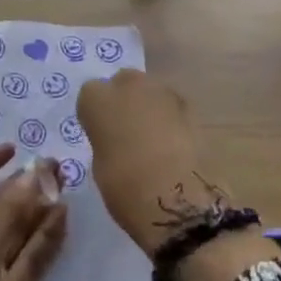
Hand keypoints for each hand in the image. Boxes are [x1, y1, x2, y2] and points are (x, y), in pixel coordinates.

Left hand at [0, 144, 67, 280]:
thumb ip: (7, 209)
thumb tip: (33, 171)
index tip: (13, 151)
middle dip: (22, 185)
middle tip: (56, 167)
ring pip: (16, 230)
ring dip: (38, 208)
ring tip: (66, 186)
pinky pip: (29, 258)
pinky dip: (46, 238)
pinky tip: (65, 218)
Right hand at [76, 69, 276, 280]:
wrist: (177, 197)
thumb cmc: (125, 187)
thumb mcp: (100, 164)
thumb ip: (106, 140)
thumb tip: (116, 141)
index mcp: (97, 98)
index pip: (90, 95)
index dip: (97, 114)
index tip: (101, 134)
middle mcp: (128, 85)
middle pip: (123, 83)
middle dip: (125, 101)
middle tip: (127, 132)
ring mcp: (162, 91)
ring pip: (151, 92)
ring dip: (150, 108)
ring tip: (153, 140)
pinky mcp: (190, 106)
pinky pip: (172, 107)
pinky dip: (171, 120)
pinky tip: (173, 145)